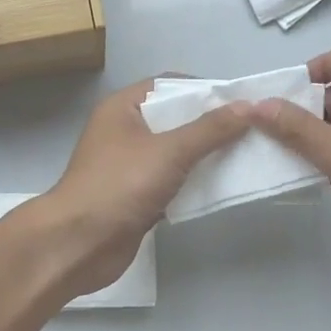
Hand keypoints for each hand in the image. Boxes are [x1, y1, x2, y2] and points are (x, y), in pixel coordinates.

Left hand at [38, 78, 249, 296]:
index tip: (239, 100)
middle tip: (251, 129)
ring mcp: (129, 166)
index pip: (168, 86)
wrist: (79, 244)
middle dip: (210, 125)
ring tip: (246, 155)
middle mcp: (124, 132)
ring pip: (175, 154)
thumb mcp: (170, 151)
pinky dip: (194, 184)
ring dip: (205, 156)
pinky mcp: (136, 197)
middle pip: (175, 120)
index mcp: (122, 108)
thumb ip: (210, 129)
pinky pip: (172, 182)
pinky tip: (223, 186)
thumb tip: (248, 106)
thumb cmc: (119, 185)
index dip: (203, 89)